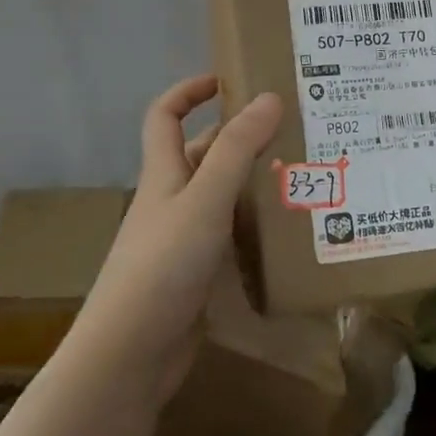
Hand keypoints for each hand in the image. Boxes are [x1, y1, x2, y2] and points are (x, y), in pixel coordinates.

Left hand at [82, 74, 281, 398]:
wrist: (130, 355)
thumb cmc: (163, 265)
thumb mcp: (205, 199)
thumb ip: (237, 149)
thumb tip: (269, 96)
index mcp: (164, 173)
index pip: (164, 115)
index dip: (189, 91)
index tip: (229, 80)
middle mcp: (171, 199)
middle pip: (202, 152)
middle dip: (240, 134)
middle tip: (292, 127)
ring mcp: (183, 238)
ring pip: (221, 194)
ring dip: (254, 178)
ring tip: (304, 170)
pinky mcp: (198, 273)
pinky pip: (230, 232)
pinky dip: (255, 222)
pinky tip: (289, 226)